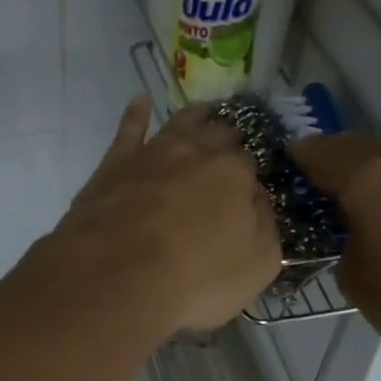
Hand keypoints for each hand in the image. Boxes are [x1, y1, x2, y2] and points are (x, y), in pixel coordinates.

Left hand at [54, 97, 281, 333]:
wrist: (115, 277)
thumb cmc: (195, 278)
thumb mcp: (258, 264)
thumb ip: (265, 225)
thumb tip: (257, 199)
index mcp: (235, 173)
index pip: (251, 163)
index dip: (251, 175)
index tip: (249, 188)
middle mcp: (196, 151)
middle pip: (219, 135)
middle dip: (228, 139)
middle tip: (232, 145)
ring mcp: (153, 153)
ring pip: (180, 122)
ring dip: (195, 117)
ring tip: (204, 111)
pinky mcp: (114, 164)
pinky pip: (129, 128)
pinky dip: (137, 113)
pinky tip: (141, 101)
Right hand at [289, 134, 380, 379]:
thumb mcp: (359, 285)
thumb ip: (346, 251)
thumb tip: (357, 240)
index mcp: (368, 178)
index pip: (319, 153)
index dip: (298, 159)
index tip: (284, 169)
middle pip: (359, 149)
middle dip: (335, 163)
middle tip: (317, 189)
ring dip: (373, 178)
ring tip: (359, 209)